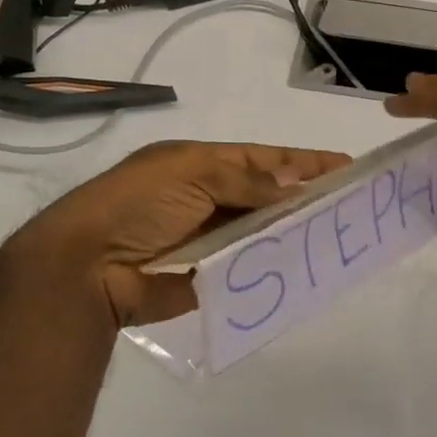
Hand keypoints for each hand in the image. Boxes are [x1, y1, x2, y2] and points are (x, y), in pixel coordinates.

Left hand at [6, 140, 350, 327]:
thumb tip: (290, 189)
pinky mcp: (205, 277)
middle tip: (348, 206)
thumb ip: (245, 180)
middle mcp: (205, 198)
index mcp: (199, 165)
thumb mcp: (191, 173)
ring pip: (259, 232)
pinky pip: (246, 267)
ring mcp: (206, 240)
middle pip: (264, 196)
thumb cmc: (138, 204)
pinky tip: (302, 267)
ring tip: (334, 237)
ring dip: (290, 233)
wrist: (87, 265)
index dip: (301, 161)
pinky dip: (270, 265)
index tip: (343, 165)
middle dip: (302, 198)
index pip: (261, 159)